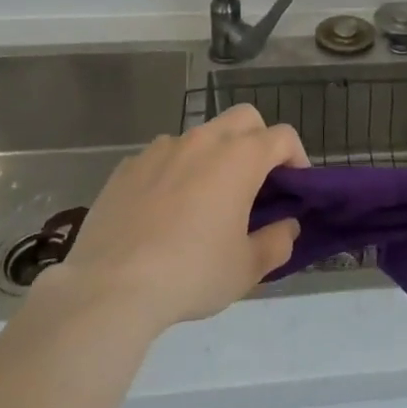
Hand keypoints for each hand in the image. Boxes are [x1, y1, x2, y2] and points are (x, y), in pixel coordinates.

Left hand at [39, 105, 304, 333]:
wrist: (110, 288)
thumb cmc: (191, 274)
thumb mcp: (247, 268)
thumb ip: (277, 242)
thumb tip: (287, 226)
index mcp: (239, 158)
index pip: (282, 136)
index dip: (296, 157)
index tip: (294, 187)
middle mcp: (202, 141)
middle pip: (243, 118)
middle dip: (258, 140)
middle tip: (256, 181)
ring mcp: (160, 149)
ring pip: (200, 135)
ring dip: (213, 155)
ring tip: (205, 198)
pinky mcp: (127, 167)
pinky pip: (161, 157)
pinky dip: (173, 172)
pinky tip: (163, 210)